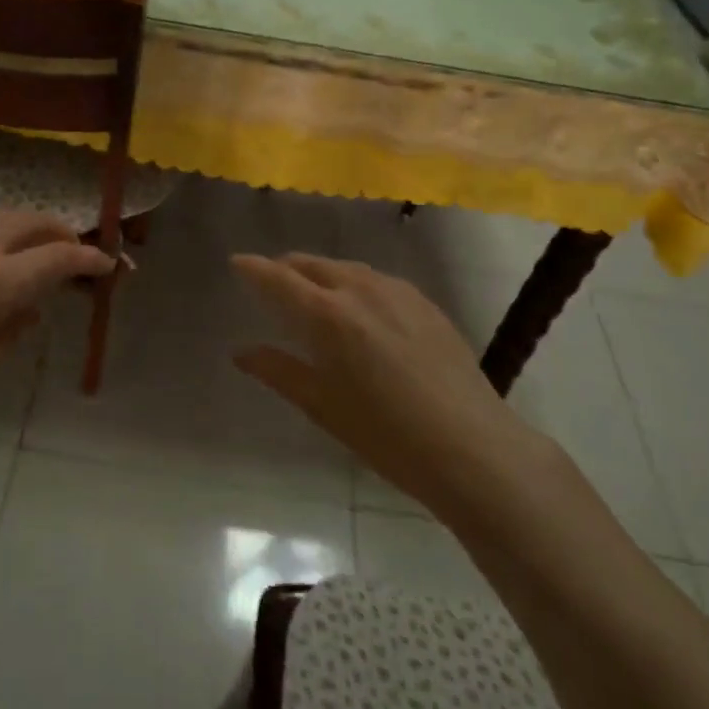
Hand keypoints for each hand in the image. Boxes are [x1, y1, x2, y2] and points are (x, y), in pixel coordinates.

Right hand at [232, 253, 551, 520]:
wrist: (471, 446)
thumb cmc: (386, 435)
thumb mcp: (323, 407)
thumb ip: (279, 371)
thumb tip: (241, 352)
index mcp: (327, 315)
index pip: (278, 278)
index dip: (253, 268)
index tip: (237, 262)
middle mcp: (359, 289)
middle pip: (312, 264)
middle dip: (286, 269)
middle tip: (272, 285)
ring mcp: (397, 291)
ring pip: (346, 268)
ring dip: (322, 275)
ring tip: (315, 296)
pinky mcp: (424, 302)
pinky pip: (376, 280)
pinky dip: (355, 284)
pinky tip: (361, 310)